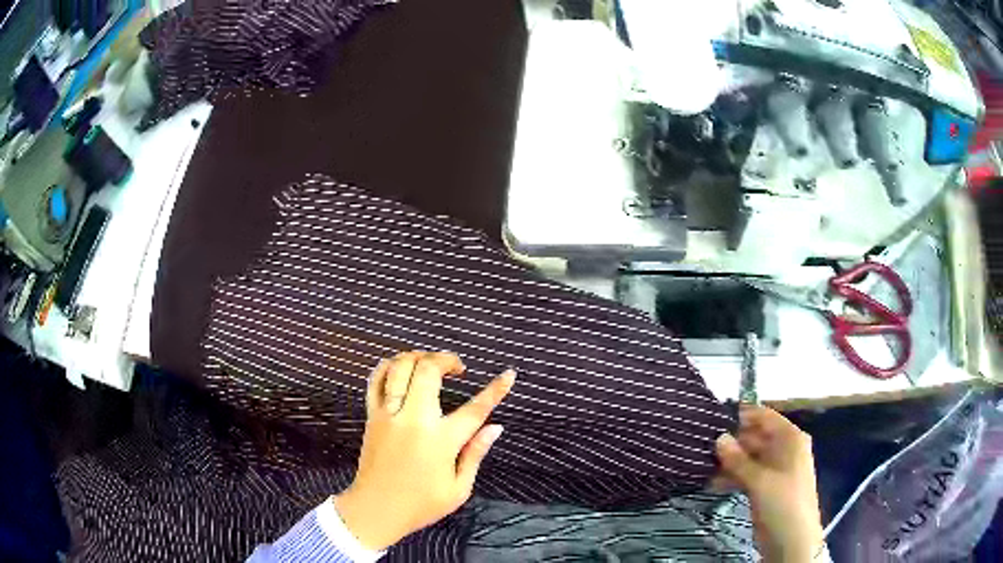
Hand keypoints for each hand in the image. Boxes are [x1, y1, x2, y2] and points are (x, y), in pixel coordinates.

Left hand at [334, 351, 514, 549]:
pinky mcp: (372, 416)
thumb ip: (475, 454)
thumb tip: (495, 428)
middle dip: (447, 359)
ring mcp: (389, 414)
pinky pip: (376, 380)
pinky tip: (401, 367)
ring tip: (430, 364)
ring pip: (400, 367)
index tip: (509, 374)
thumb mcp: (458, 489)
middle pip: (429, 370)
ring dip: (418, 356)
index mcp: (441, 440)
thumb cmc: (420, 504)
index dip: (496, 389)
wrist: (375, 509)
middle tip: (458, 368)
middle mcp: (414, 419)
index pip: (476, 408)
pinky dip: (389, 366)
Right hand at [715, 406, 824, 562]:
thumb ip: (738, 459)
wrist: (792, 540)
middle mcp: (783, 450)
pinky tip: (711, 482)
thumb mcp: (760, 480)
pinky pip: (747, 475)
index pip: (765, 416)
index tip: (715, 417)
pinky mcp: (765, 487)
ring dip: (728, 462)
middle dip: (731, 441)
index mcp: (790, 439)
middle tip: (703, 444)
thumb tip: (719, 437)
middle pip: (755, 437)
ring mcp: (774, 470)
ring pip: (749, 458)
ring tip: (702, 464)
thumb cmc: (782, 502)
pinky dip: (732, 477)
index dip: (743, 415)